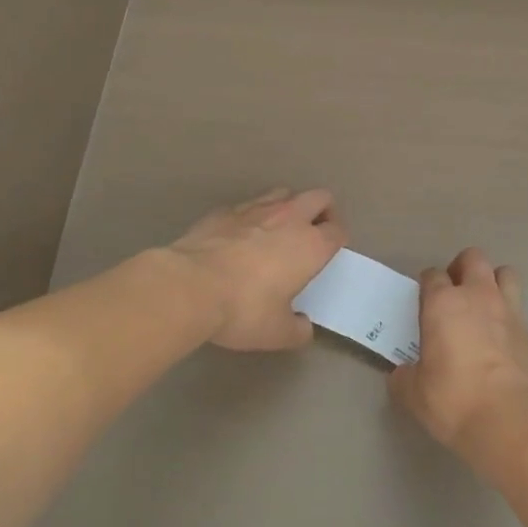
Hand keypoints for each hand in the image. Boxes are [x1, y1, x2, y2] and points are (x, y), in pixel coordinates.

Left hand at [167, 188, 345, 351]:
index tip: (329, 254)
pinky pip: (247, 205)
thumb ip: (297, 329)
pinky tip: (239, 236)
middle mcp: (289, 218)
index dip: (337, 240)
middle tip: (312, 234)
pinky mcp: (224, 211)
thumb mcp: (277, 333)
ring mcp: (255, 209)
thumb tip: (303, 326)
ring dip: (288, 207)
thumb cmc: (243, 309)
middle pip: (319, 197)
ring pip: (284, 193)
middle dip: (322, 211)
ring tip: (277, 230)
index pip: (338, 230)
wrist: (189, 286)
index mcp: (311, 245)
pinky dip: (251, 216)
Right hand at [389, 248, 527, 479]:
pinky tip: (502, 342)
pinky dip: (509, 318)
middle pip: (473, 258)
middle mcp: (478, 296)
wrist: (510, 420)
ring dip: (494, 283)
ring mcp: (509, 311)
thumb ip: (405, 377)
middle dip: (462, 269)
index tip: (424, 303)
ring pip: (505, 273)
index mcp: (444, 303)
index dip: (427, 286)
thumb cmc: (454, 399)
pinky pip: (519, 311)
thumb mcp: (414, 394)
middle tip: (455, 294)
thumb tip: (403, 373)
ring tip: (484, 307)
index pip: (432, 275)